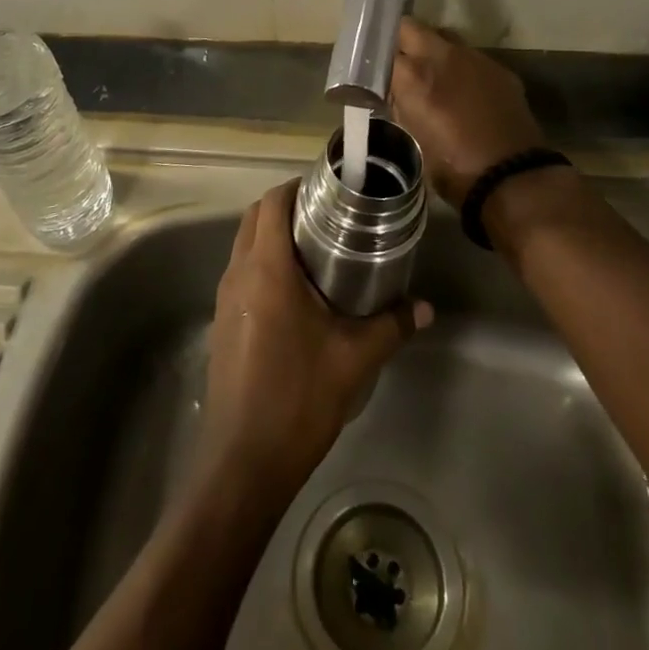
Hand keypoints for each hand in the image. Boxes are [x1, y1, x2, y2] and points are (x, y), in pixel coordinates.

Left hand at [201, 183, 432, 496]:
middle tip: (327, 217)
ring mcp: (225, 299)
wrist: (243, 461)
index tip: (328, 191)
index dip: (296, 187)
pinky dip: (263, 264)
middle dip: (285, 207)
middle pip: (254, 218)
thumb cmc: (298, 398)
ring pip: (244, 245)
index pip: (272, 203)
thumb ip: (392, 325)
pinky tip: (296, 293)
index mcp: (266, 269)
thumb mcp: (354, 359)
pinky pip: (241, 273)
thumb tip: (426, 308)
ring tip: (316, 249)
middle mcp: (238, 273)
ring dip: (272, 236)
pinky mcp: (222, 323)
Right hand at [389, 17, 545, 205]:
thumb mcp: (413, 138)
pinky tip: (466, 92)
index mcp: (413, 76)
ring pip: (444, 37)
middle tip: (400, 64)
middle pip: (410, 27)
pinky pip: (472, 57)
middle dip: (402, 41)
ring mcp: (474, 58)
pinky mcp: (499, 69)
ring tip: (435, 76)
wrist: (513, 178)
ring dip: (435, 50)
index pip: (381, 49)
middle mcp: (441, 56)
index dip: (376, 60)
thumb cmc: (453, 169)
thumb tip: (396, 92)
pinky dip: (463, 68)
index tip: (373, 71)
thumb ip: (401, 105)